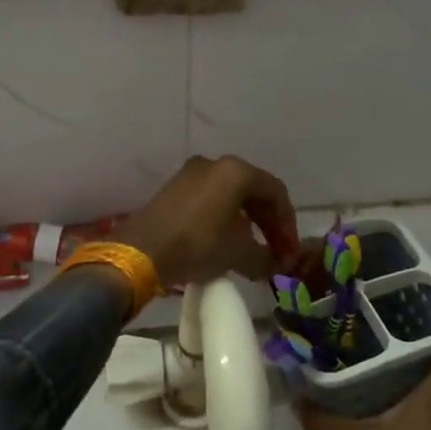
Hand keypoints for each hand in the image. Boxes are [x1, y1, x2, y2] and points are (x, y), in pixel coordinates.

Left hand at [116, 155, 298, 286]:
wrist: (141, 252)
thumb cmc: (197, 245)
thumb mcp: (238, 254)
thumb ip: (266, 258)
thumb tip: (277, 265)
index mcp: (236, 171)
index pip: (276, 192)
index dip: (287, 223)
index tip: (290, 250)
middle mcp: (215, 164)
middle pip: (253, 191)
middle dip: (269, 222)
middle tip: (277, 250)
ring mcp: (191, 174)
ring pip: (231, 195)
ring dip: (248, 221)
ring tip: (254, 249)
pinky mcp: (174, 188)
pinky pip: (211, 199)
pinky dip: (226, 218)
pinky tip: (227, 241)